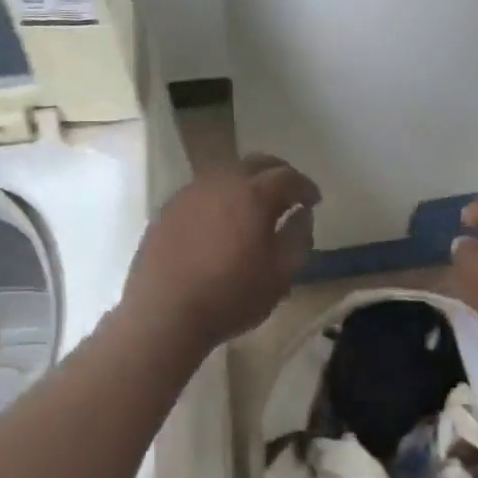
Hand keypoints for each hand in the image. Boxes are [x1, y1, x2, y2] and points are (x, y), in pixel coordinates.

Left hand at [123, 154, 321, 348]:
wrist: (163, 314)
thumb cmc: (230, 296)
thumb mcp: (280, 275)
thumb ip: (298, 238)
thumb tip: (303, 214)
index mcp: (253, 194)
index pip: (288, 177)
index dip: (305, 187)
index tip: (314, 201)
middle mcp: (221, 182)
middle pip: (256, 163)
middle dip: (278, 174)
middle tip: (289, 193)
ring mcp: (190, 192)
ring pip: (226, 173)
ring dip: (246, 182)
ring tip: (254, 205)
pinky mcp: (168, 208)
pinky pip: (202, 191)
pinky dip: (220, 197)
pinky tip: (220, 220)